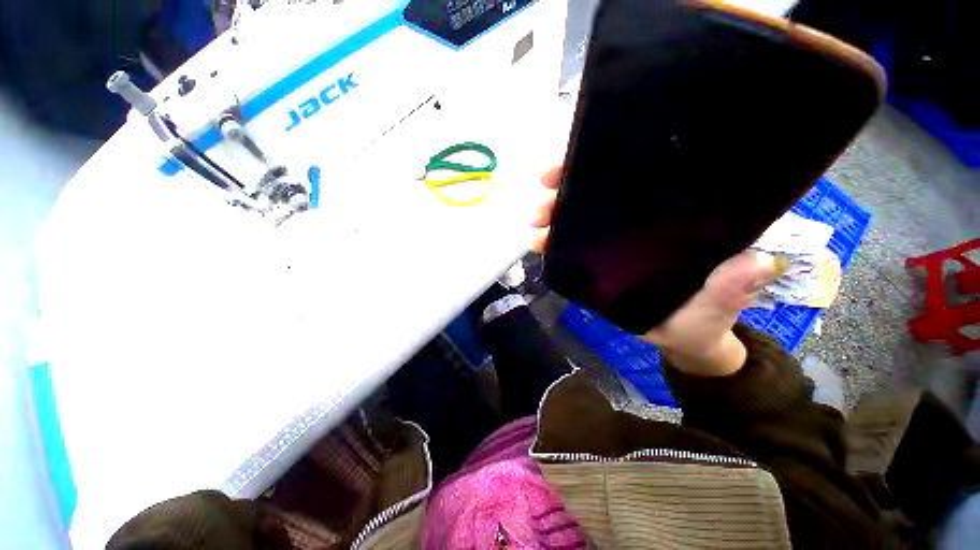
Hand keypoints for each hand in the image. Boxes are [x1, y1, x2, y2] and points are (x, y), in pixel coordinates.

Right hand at [531, 165, 782, 375]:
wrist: (679, 338)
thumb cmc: (703, 316)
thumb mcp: (721, 302)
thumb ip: (732, 287)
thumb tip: (753, 262)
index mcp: (669, 218)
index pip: (636, 179)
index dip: (604, 166)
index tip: (573, 164)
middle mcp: (638, 222)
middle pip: (597, 196)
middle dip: (564, 193)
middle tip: (541, 206)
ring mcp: (613, 242)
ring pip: (578, 221)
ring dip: (552, 220)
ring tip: (534, 231)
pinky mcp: (597, 263)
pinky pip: (571, 248)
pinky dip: (553, 244)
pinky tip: (539, 245)